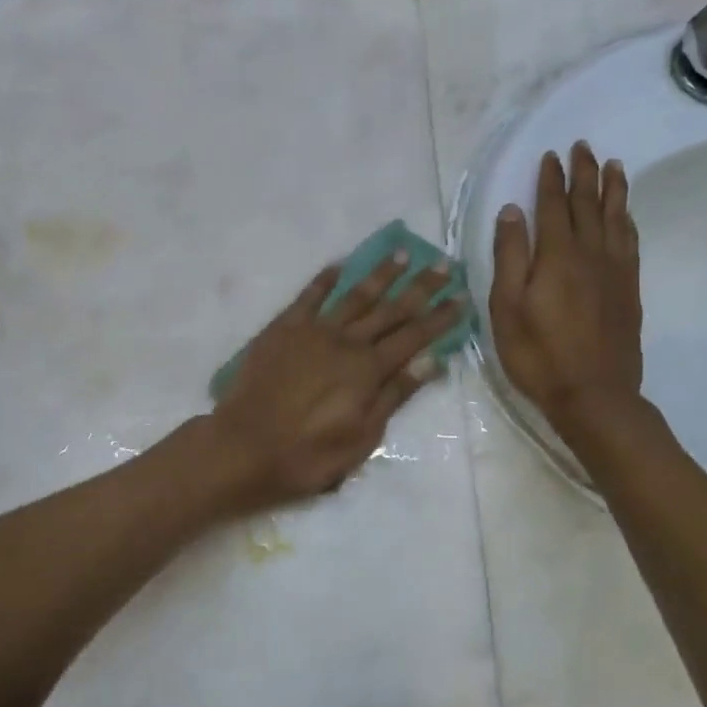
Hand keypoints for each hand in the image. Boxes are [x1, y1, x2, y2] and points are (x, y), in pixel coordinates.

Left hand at [208, 252, 465, 510]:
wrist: (245, 447)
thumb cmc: (308, 454)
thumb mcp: (362, 437)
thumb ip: (394, 394)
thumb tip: (431, 360)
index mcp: (368, 369)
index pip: (414, 336)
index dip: (440, 317)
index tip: (462, 297)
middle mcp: (345, 341)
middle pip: (390, 309)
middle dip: (420, 286)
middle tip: (443, 264)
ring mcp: (313, 331)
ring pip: (354, 295)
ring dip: (380, 274)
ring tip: (401, 253)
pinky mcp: (283, 328)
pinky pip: (308, 296)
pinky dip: (325, 279)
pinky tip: (340, 265)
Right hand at [490, 143, 642, 437]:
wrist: (593, 395)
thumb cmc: (537, 353)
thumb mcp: (506, 307)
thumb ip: (510, 256)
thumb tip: (511, 211)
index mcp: (557, 256)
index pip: (554, 206)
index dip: (551, 179)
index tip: (551, 155)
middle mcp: (590, 254)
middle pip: (588, 204)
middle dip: (584, 173)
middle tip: (583, 146)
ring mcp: (615, 271)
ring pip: (615, 218)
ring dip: (613, 189)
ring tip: (614, 165)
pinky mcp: (628, 289)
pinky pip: (630, 242)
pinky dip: (626, 220)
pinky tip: (625, 215)